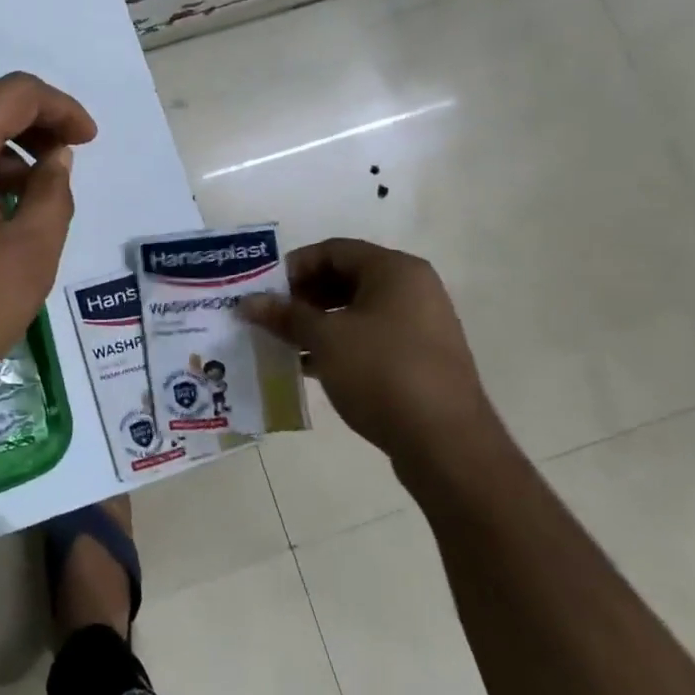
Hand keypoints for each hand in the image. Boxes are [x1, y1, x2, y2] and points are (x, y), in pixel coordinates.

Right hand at [240, 238, 498, 470]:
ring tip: (285, 342)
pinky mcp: (420, 359)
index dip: (295, 267)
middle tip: (272, 317)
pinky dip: (339, 344)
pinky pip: (371, 338)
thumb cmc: (382, 372)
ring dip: (318, 323)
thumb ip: (285, 316)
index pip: (333, 250)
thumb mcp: (324, 339)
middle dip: (304, 296)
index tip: (266, 292)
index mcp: (396, 270)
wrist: (446, 444)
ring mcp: (421, 325)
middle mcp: (413, 289)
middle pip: (346, 278)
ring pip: (356, 311)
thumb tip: (248, 302)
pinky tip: (310, 365)